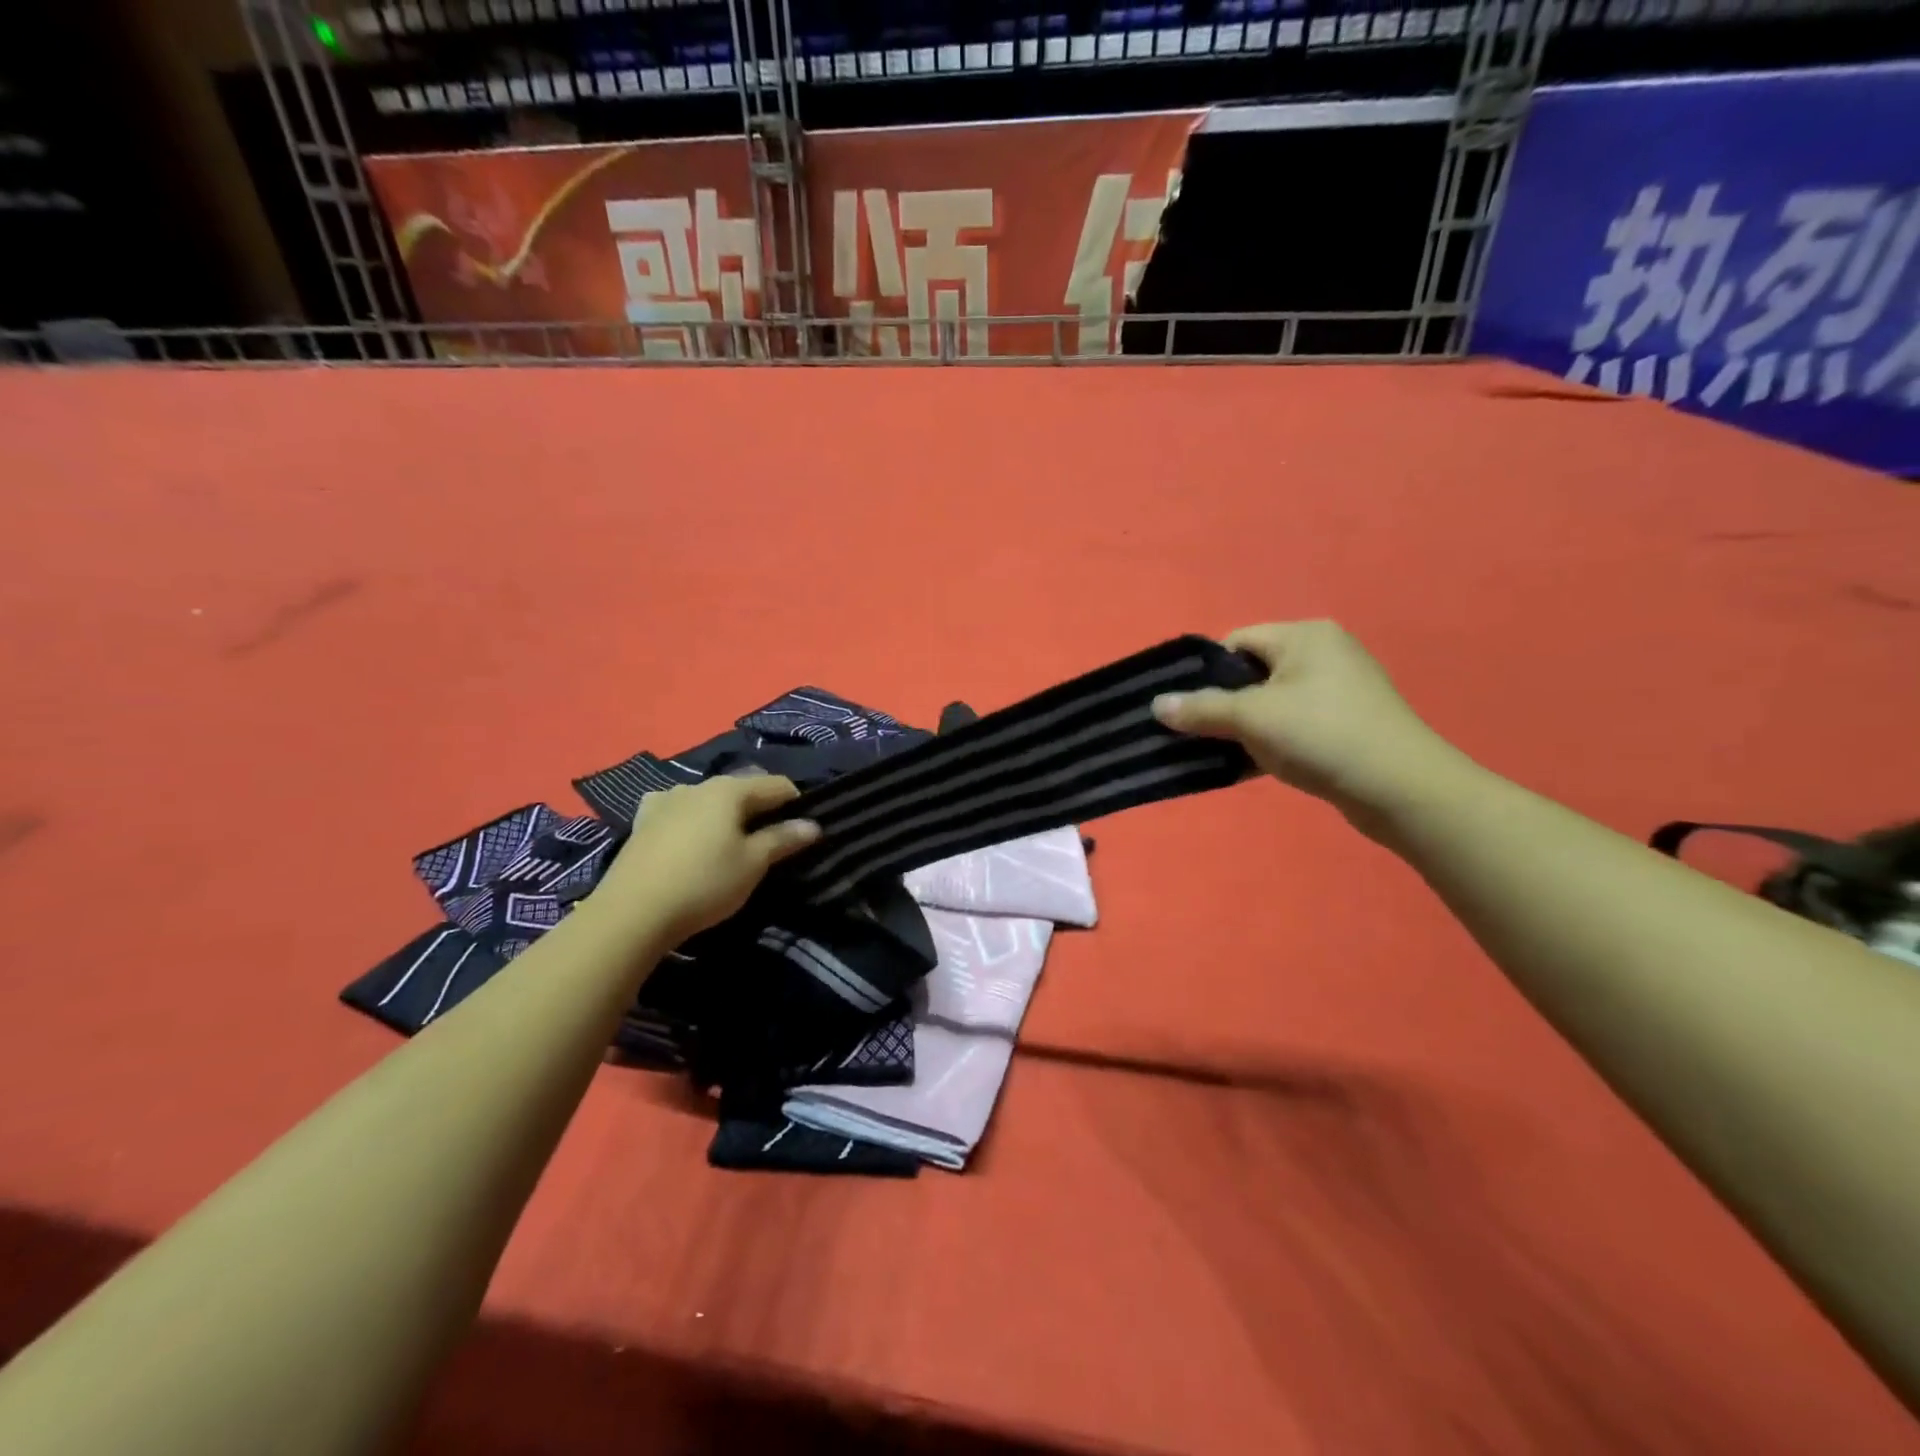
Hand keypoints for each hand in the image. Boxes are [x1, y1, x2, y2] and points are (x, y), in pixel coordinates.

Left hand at [594, 775, 819, 943]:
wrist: (631, 912)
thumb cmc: (704, 883)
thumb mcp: (753, 864)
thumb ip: (783, 839)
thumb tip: (813, 825)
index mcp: (730, 789)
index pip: (776, 785)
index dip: (797, 803)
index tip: (803, 829)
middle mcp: (698, 784)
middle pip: (741, 788)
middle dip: (761, 808)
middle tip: (771, 839)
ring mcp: (666, 800)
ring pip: (709, 799)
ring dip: (725, 813)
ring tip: (730, 841)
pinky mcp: (642, 821)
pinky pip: (678, 811)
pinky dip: (692, 819)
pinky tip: (689, 837)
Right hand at [1152, 621, 1465, 831]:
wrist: (1401, 789)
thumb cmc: (1321, 735)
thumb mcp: (1253, 717)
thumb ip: (1201, 709)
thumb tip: (1157, 704)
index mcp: (1304, 636)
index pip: (1237, 642)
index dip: (1208, 674)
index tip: (1191, 709)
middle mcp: (1323, 654)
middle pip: (1252, 674)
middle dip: (1224, 705)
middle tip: (1203, 735)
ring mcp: (1339, 691)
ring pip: (1271, 704)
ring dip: (1245, 729)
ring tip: (1227, 754)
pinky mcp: (1347, 725)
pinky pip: (1293, 726)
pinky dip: (1271, 743)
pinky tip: (1253, 768)